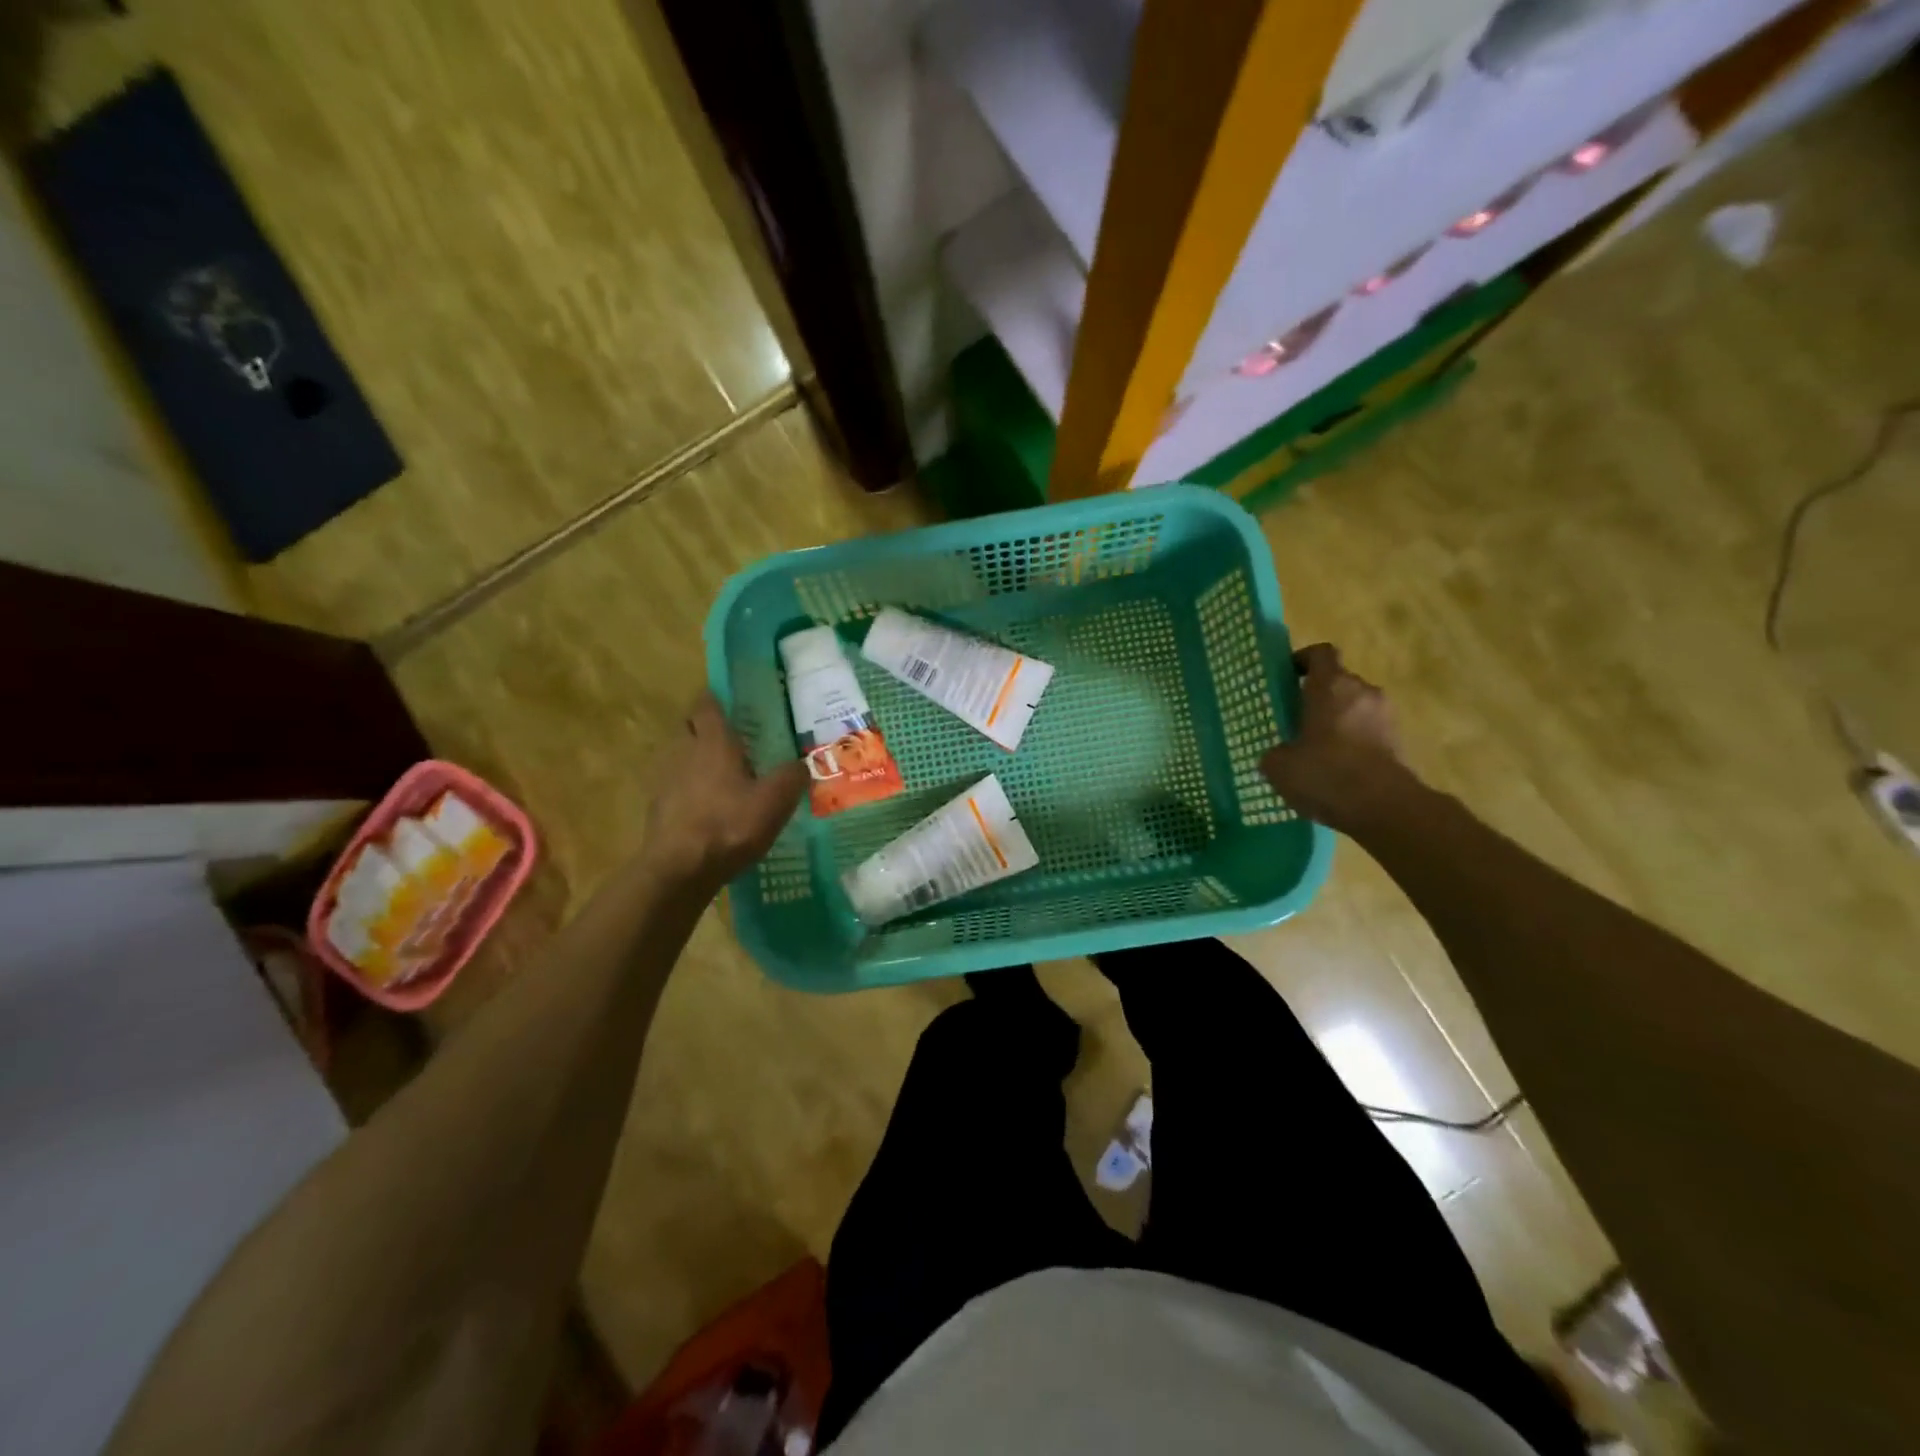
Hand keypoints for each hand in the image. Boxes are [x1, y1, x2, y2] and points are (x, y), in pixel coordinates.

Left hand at [643, 692, 806, 890]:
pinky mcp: (658, 809)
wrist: (679, 869)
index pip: (707, 706)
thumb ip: (791, 778)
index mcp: (713, 743)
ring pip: (681, 758)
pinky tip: (709, 808)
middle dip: (706, 728)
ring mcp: (666, 781)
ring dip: (698, 761)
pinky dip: (690, 790)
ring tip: (723, 776)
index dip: (715, 699)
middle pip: (690, 729)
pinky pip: (676, 788)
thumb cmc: (729, 825)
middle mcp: (684, 753)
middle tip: (732, 738)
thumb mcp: (775, 801)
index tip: (727, 699)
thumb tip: (802, 764)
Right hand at [1260, 644, 1423, 835]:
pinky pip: (1368, 733)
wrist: (1385, 808)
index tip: (1287, 677)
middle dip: (1318, 697)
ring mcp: (1385, 716)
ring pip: (1354, 708)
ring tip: (1315, 749)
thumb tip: (1280, 754)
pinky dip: (1352, 743)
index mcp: (1331, 686)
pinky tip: (1335, 769)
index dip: (1302, 660)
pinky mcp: (1398, 742)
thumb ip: (1275, 752)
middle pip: (1338, 682)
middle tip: (1295, 720)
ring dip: (1336, 722)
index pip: (1320, 653)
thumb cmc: (1326, 774)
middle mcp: (1363, 692)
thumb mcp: (1279, 766)